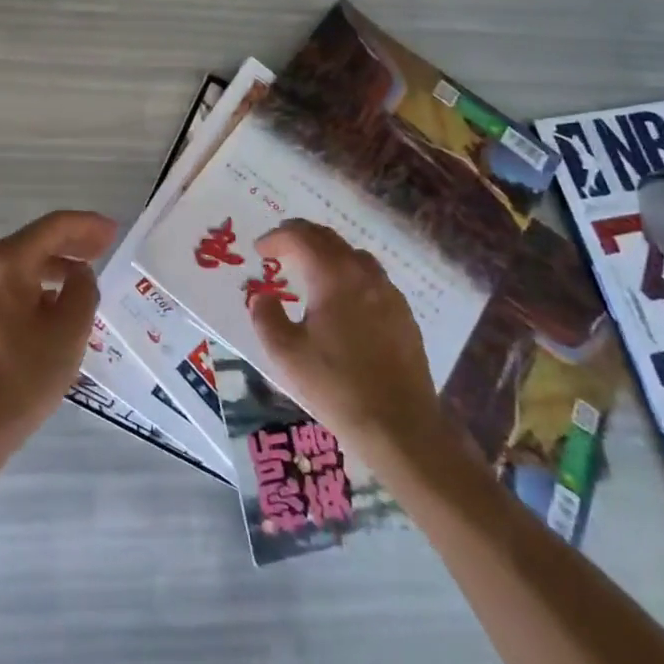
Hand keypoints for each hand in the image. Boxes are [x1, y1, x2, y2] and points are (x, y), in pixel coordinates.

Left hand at [0, 210, 117, 467]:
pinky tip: (57, 303)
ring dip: (57, 264)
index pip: (54, 226)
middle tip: (106, 246)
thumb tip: (79, 274)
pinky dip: (38, 284)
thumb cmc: (22, 376)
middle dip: (73, 241)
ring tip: (86, 275)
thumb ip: (83, 290)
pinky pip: (12, 285)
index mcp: (7, 261)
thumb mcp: (69, 331)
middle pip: (36, 240)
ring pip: (23, 264)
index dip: (87, 225)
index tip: (114, 230)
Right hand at [248, 220, 457, 461]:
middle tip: (279, 249)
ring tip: (308, 270)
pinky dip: (348, 274)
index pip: (301, 237)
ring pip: (353, 255)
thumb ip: (266, 318)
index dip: (277, 237)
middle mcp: (364, 274)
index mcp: (333, 276)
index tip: (259, 250)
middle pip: (329, 238)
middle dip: (300, 237)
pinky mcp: (403, 314)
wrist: (400, 426)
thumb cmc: (336, 386)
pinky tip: (341, 301)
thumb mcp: (286, 354)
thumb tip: (262, 297)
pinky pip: (371, 278)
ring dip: (326, 253)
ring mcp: (389, 293)